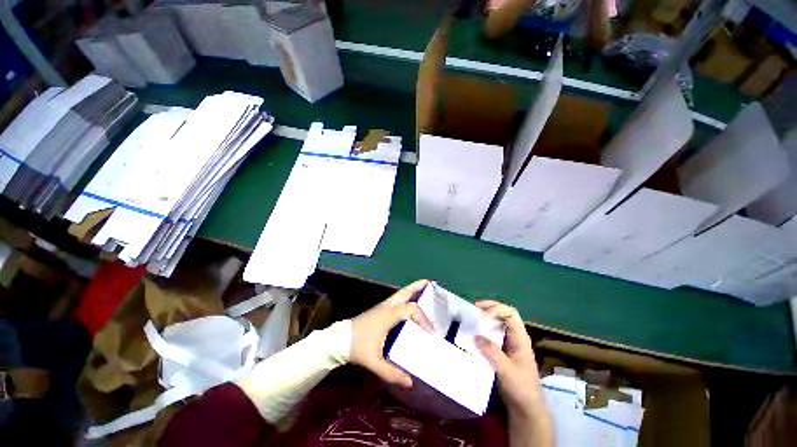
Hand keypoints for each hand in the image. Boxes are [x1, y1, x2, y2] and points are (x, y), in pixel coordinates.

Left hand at [350, 280, 431, 388]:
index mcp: (389, 315)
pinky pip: (397, 298)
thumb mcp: (374, 362)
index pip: (411, 310)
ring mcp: (383, 306)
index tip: (430, 331)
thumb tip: (410, 382)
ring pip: (400, 293)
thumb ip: (392, 373)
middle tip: (430, 284)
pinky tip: (410, 300)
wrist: (340, 339)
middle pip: (405, 292)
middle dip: (418, 287)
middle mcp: (388, 307)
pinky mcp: (380, 308)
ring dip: (412, 289)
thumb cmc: (358, 347)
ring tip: (423, 286)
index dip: (423, 318)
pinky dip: (406, 296)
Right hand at [475, 301, 544, 417]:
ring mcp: (509, 343)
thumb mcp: (506, 371)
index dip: (497, 309)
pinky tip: (474, 334)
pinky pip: (493, 334)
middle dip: (489, 308)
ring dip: (485, 318)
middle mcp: (515, 337)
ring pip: (498, 323)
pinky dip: (483, 330)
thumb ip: (492, 353)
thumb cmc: (521, 388)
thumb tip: (476, 336)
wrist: (526, 407)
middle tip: (473, 309)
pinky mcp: (502, 351)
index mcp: (520, 338)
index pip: (511, 313)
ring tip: (471, 318)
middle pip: (504, 314)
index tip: (483, 315)